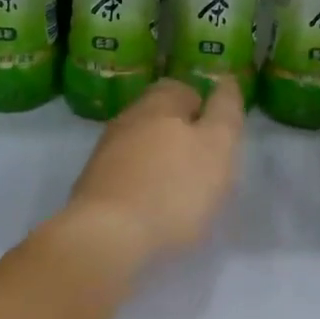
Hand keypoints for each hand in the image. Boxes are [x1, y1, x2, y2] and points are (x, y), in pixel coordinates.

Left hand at [62, 76, 246, 270]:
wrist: (105, 237)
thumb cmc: (174, 187)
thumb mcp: (218, 146)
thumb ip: (226, 111)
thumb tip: (227, 81)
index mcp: (159, 102)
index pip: (184, 89)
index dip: (204, 108)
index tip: (218, 138)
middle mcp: (128, 118)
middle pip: (160, 117)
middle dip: (181, 136)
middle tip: (204, 167)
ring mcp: (105, 152)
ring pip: (141, 146)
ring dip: (160, 163)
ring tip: (180, 194)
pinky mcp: (92, 186)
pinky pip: (126, 175)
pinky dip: (142, 186)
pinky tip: (153, 210)